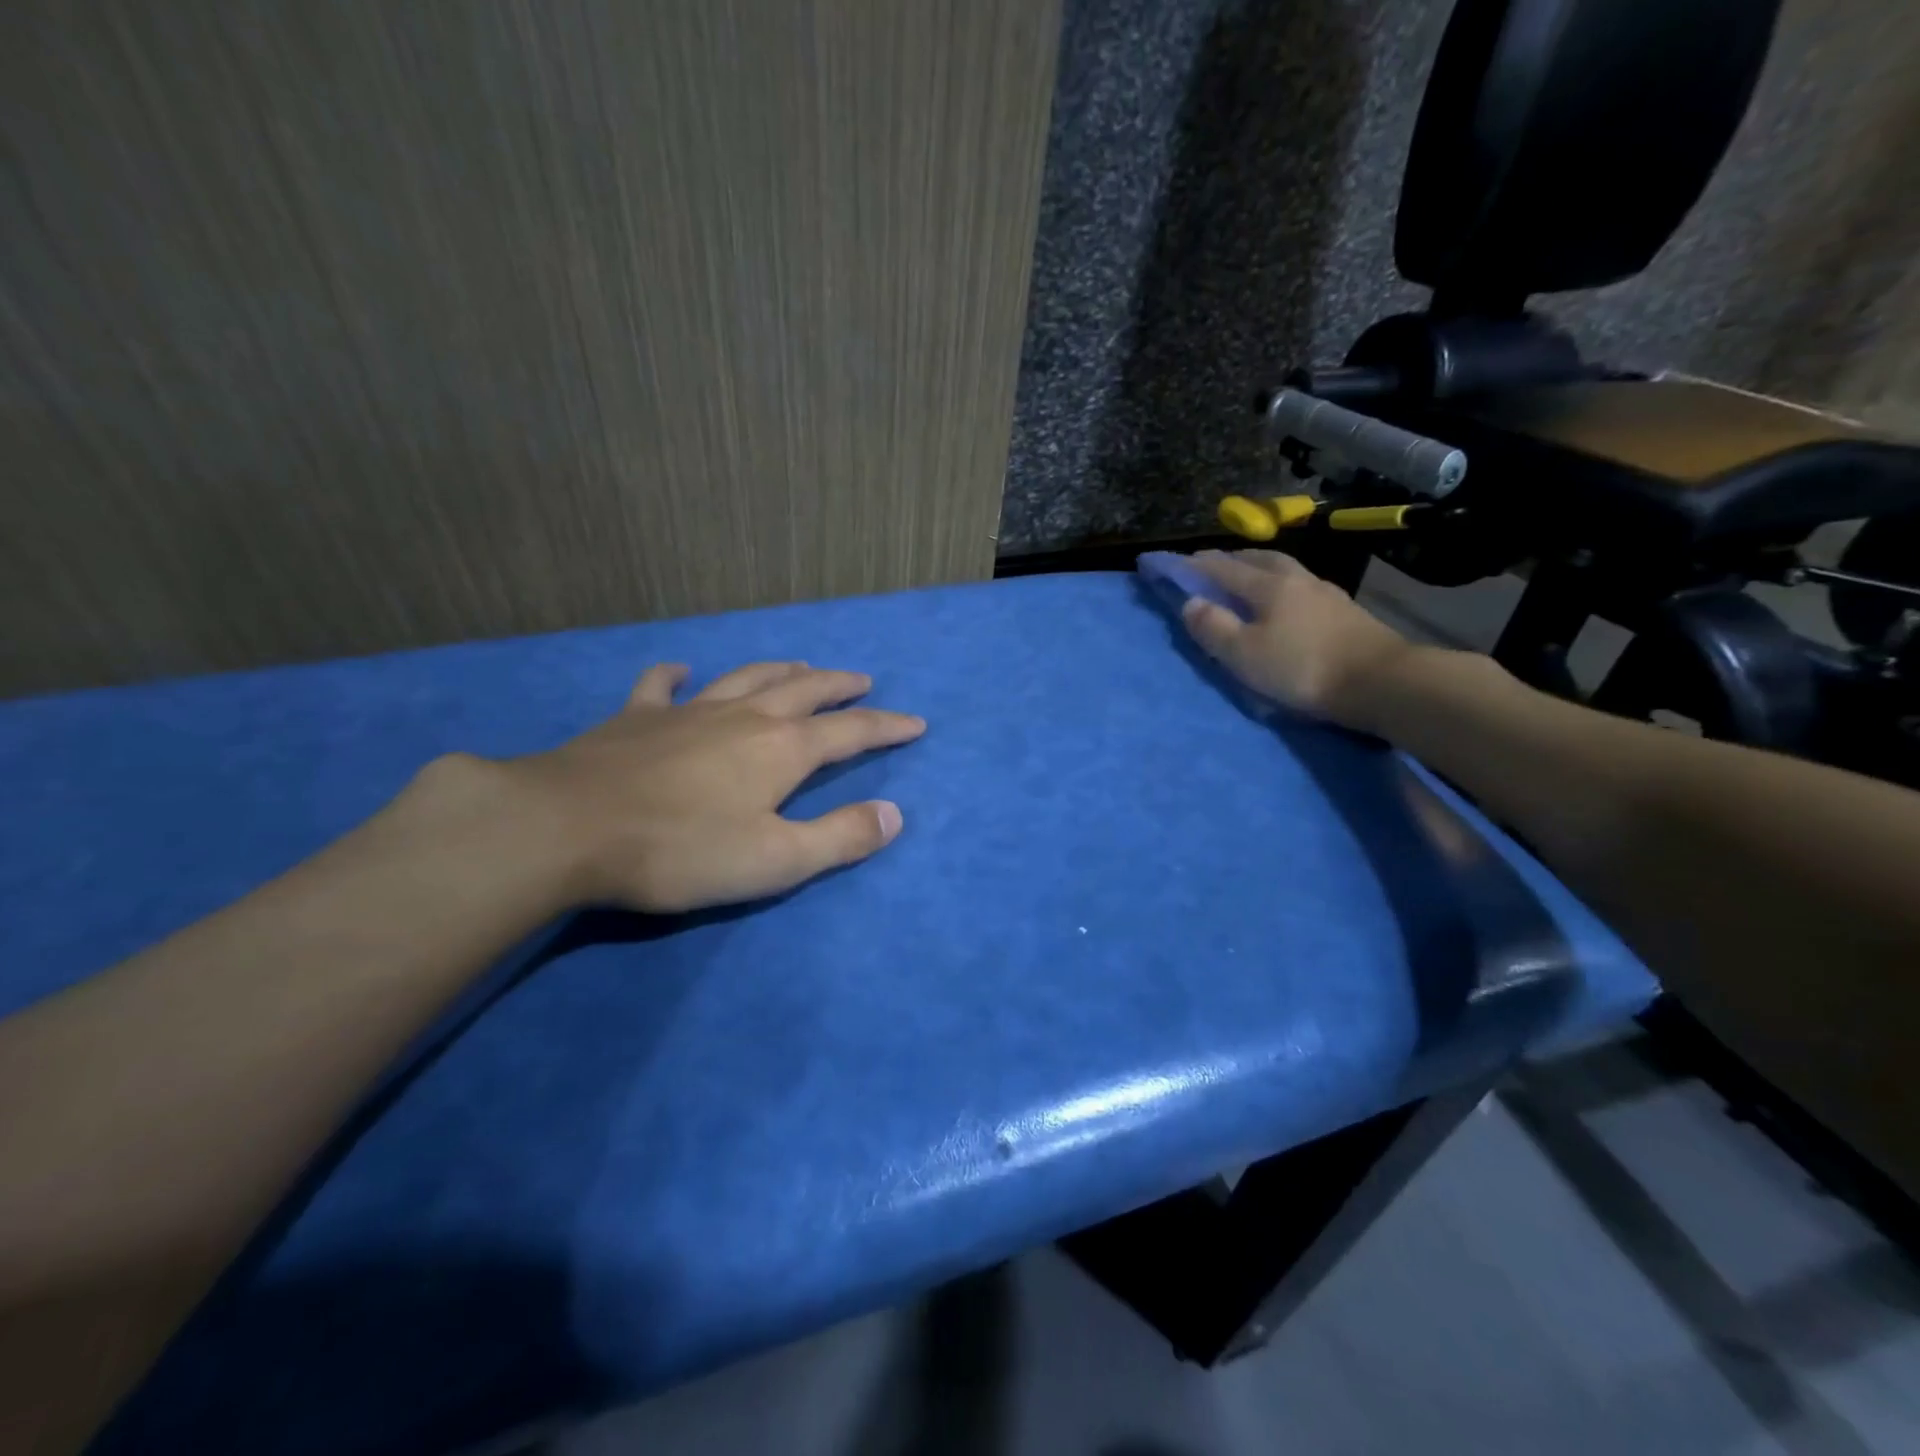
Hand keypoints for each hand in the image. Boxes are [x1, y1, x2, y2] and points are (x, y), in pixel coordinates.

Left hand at [484, 661, 925, 912]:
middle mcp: (745, 717)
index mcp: (783, 749)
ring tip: (801, 667)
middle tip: (863, 681)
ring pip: (747, 678)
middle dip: (839, 687)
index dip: (888, 727)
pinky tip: (681, 670)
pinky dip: (676, 675)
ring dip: (780, 671)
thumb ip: (840, 837)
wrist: (568, 827)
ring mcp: (689, 711)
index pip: (852, 732)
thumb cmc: (682, 850)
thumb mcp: (776, 860)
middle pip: (804, 691)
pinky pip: (662, 686)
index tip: (916, 723)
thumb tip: (894, 814)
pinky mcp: (637, 718)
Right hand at [1182, 550, 1413, 726]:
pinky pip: (1302, 585)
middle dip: (1229, 558)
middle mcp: (1297, 579)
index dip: (1194, 566)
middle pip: (1258, 558)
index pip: (1222, 568)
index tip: (1172, 563)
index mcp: (1268, 585)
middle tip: (1209, 565)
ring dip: (1259, 567)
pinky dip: (1281, 584)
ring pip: (1284, 569)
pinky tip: (1284, 599)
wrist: (1381, 682)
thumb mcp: (1244, 654)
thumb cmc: (1303, 668)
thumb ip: (1214, 627)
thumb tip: (1189, 602)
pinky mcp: (1345, 611)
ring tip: (1245, 578)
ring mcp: (1325, 593)